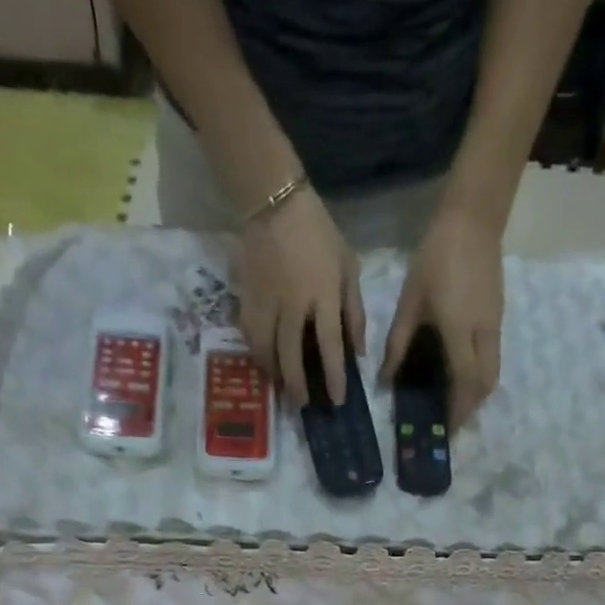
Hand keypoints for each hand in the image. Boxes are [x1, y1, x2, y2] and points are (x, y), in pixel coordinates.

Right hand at [238, 188, 364, 409]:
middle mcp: (293, 304)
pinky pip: (249, 335)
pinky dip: (257, 352)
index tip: (337, 400)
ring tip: (281, 385)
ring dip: (274, 373)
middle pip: (292, 357)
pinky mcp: (246, 297)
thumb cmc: (318, 233)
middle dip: (297, 386)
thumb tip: (358, 352)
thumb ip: (355, 311)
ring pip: (266, 351)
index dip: (334, 377)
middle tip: (302, 404)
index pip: (330, 346)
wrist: (273, 200)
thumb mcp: (348, 266)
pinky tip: (264, 360)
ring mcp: (266, 302)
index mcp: (323, 295)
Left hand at [381, 205, 504, 429]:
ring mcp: (495, 325)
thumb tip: (386, 379)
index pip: (464, 382)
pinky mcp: (498, 317)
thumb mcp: (410, 302)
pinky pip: (493, 357)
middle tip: (451, 418)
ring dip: (477, 393)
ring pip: (492, 373)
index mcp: (459, 331)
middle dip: (471, 407)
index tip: (445, 428)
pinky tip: (461, 373)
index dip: (457, 409)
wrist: (473, 219)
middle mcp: (483, 334)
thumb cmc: (435, 257)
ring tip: (456, 401)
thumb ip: (398, 344)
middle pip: (486, 384)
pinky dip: (480, 374)